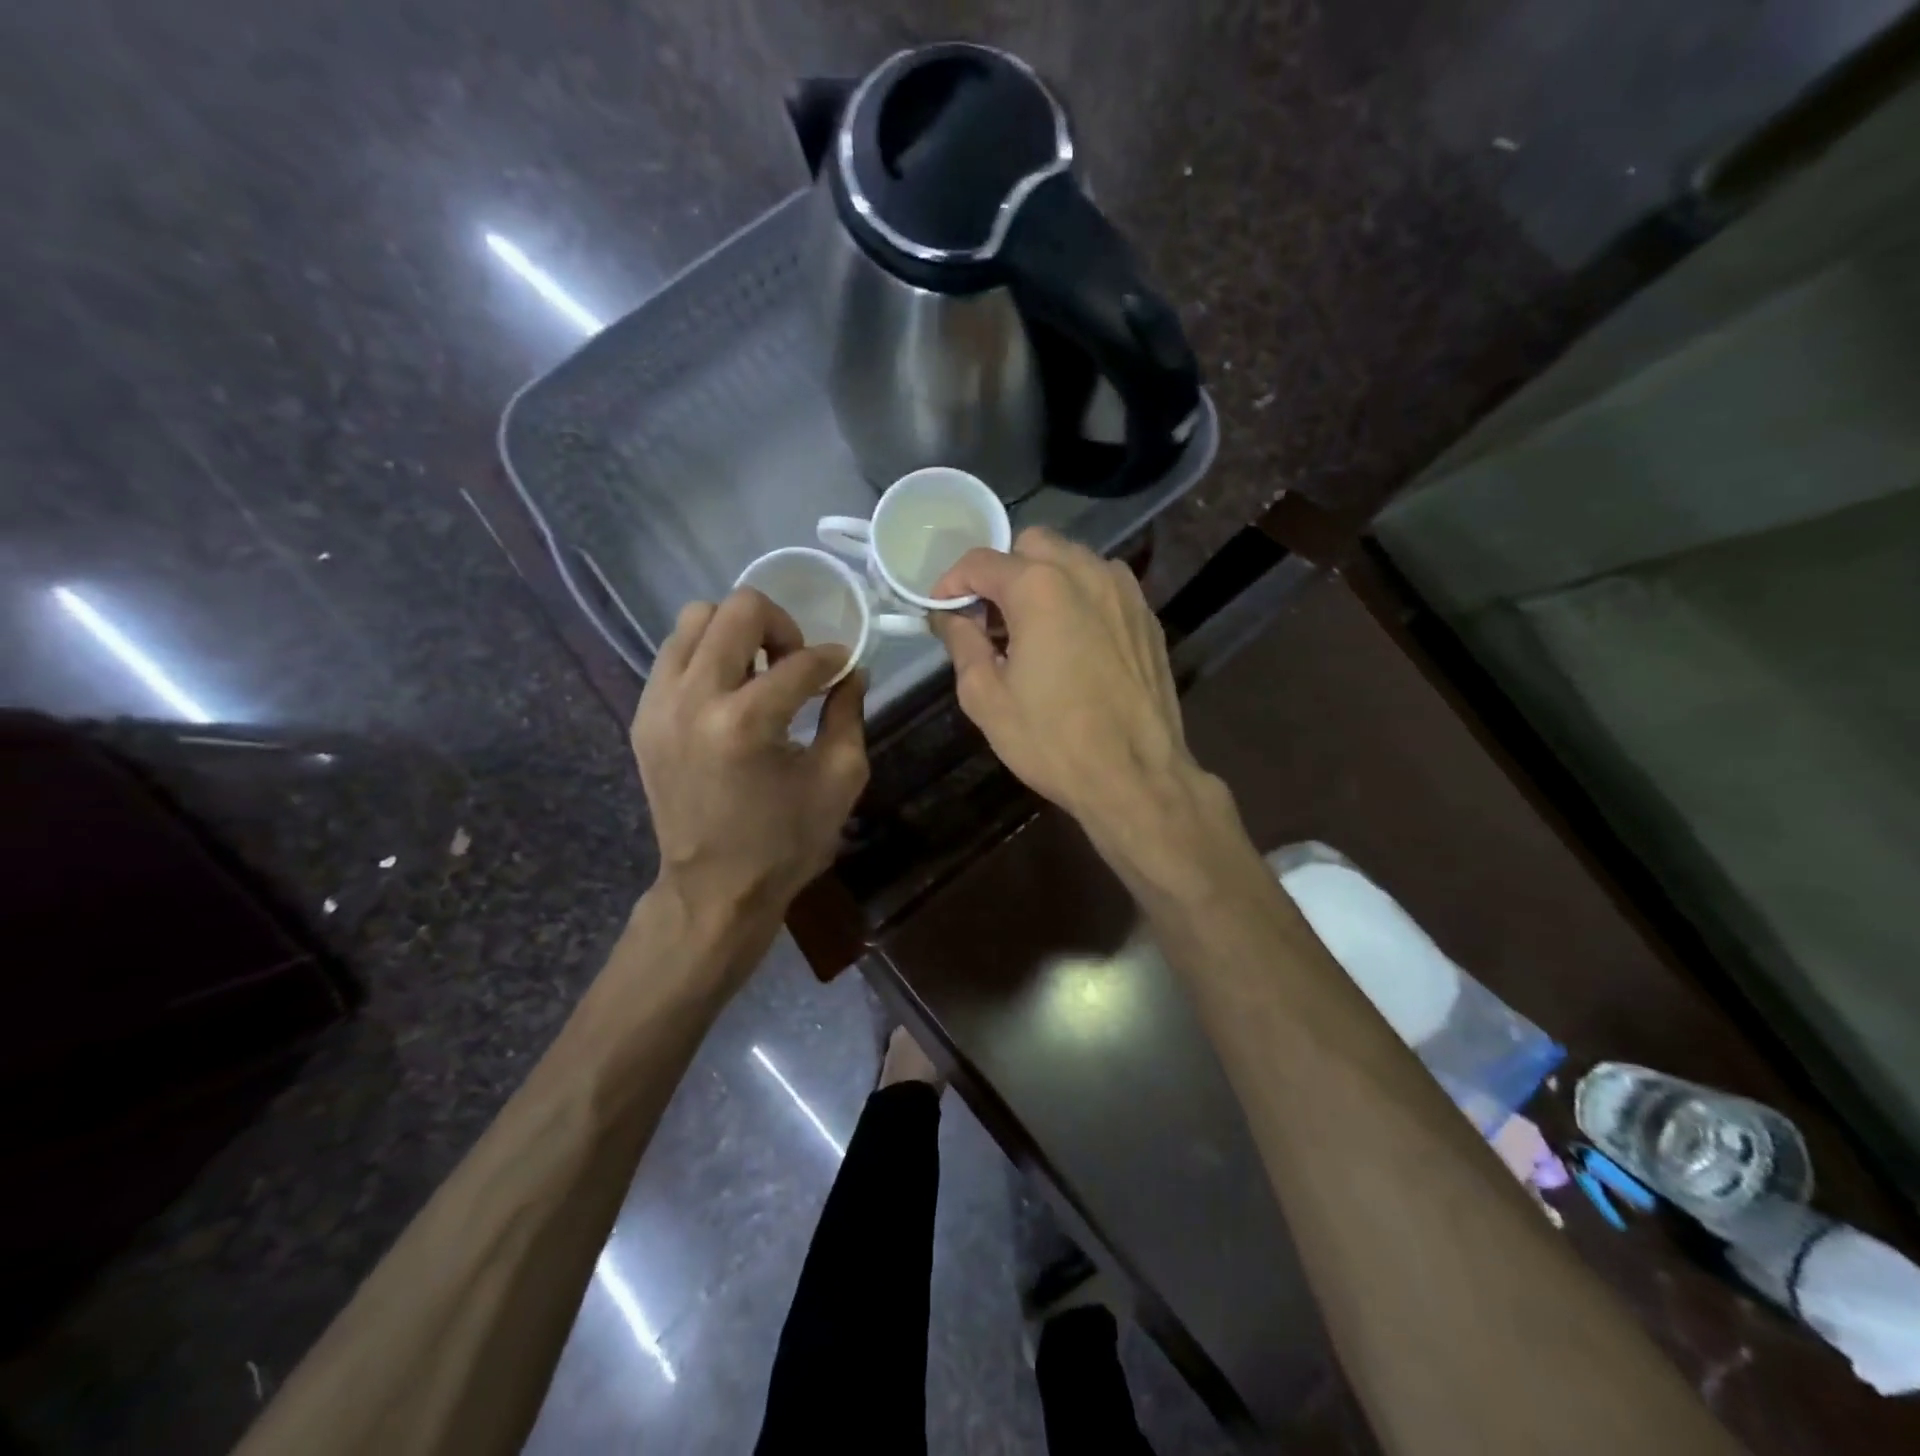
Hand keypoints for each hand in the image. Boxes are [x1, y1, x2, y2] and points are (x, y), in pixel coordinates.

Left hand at [632, 589, 867, 943]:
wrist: (714, 890)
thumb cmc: (785, 843)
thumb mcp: (838, 780)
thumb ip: (849, 714)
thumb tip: (852, 671)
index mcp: (747, 722)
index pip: (800, 661)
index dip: (832, 659)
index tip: (842, 668)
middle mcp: (694, 699)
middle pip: (737, 610)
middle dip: (780, 626)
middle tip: (795, 662)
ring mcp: (658, 705)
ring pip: (694, 620)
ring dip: (736, 634)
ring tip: (758, 672)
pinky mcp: (643, 717)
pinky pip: (673, 655)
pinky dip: (706, 657)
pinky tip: (729, 691)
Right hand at [929, 527, 1209, 840]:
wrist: (1136, 776)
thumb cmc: (1052, 741)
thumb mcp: (986, 698)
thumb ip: (961, 643)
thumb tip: (948, 615)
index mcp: (1040, 587)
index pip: (980, 561)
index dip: (951, 583)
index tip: (941, 612)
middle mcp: (1086, 572)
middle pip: (1030, 545)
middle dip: (1001, 573)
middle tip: (989, 620)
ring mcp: (1124, 591)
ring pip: (1071, 560)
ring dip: (1042, 580)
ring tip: (1030, 631)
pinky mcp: (1146, 615)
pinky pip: (1102, 585)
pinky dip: (1077, 597)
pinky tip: (1071, 642)